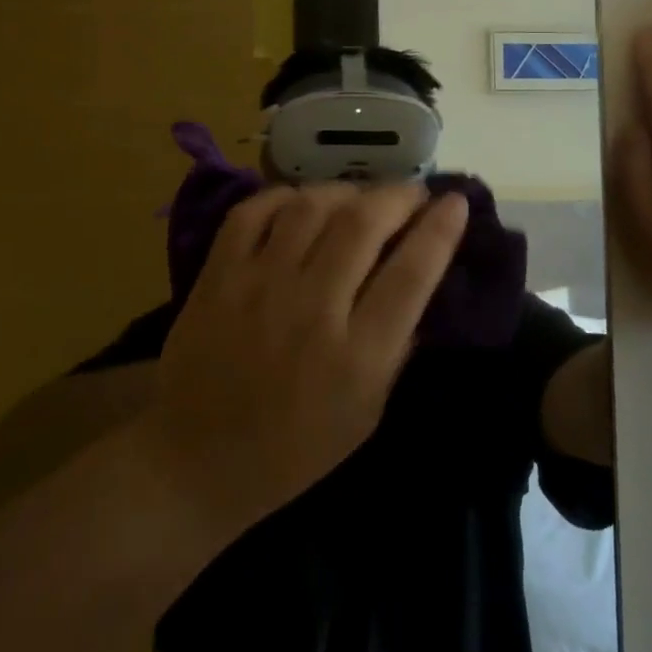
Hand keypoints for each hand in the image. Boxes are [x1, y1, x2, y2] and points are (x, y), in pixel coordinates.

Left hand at [136, 183, 469, 533]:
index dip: (440, 229)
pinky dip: (282, 196)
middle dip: (399, 196)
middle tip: (412, 193)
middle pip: (364, 224)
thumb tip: (420, 285)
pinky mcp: (217, 275)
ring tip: (359, 197)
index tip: (456, 202)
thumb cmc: (292, 450)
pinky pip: (253, 211)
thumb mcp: (365, 414)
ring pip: (311, 207)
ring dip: (346, 190)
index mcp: (357, 356)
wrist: (195, 462)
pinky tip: (300, 202)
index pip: (412, 274)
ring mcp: (259, 286)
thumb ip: (396, 348)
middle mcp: (312, 310)